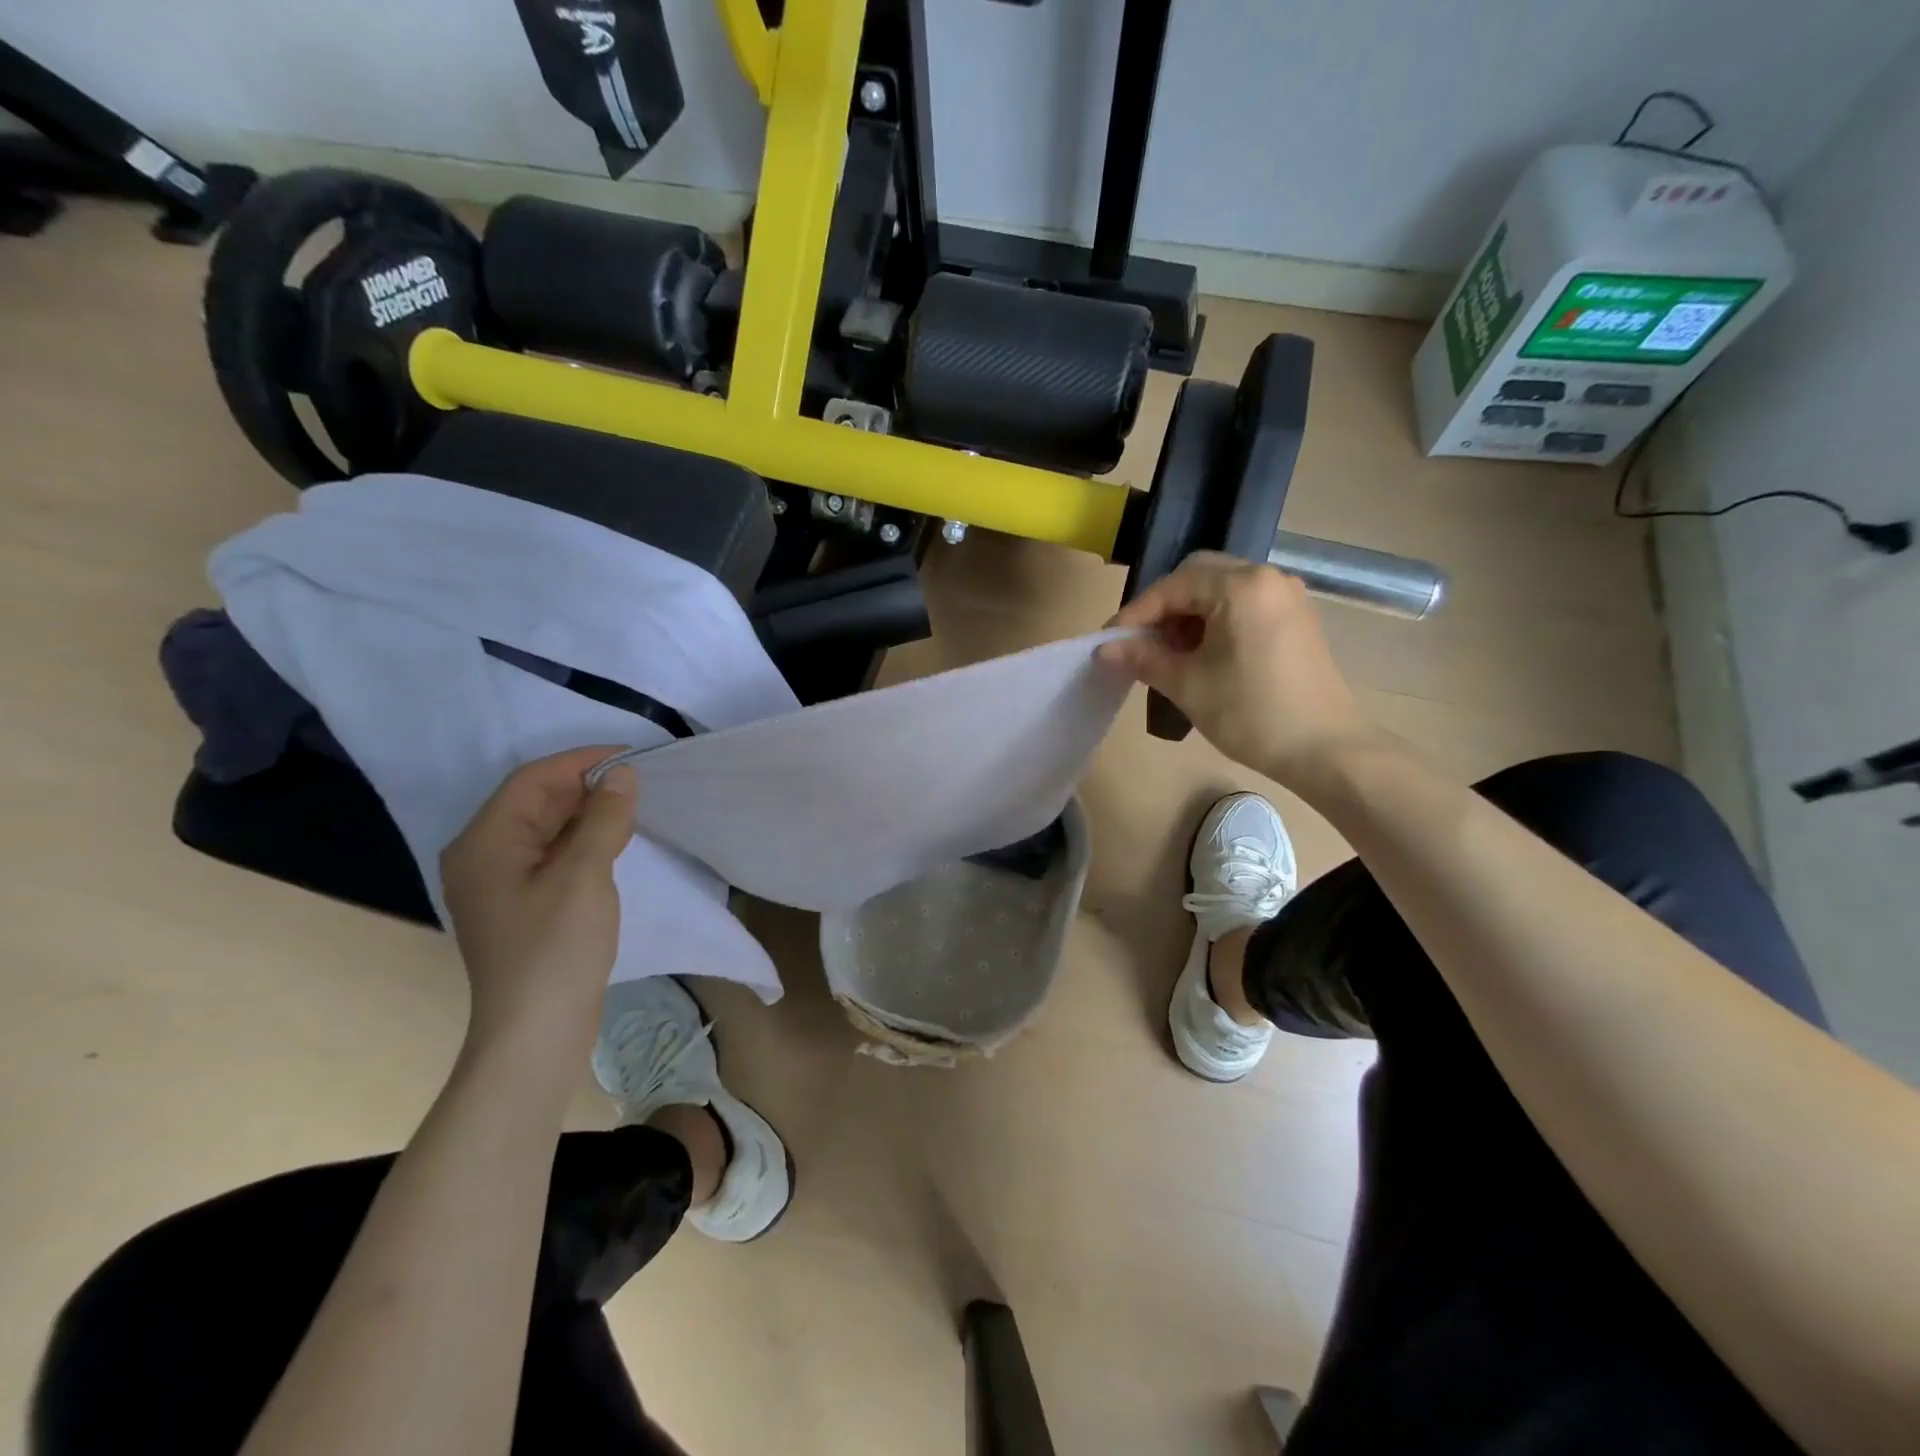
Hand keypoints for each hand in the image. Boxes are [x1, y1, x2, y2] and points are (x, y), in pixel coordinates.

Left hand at [440, 747, 637, 1061]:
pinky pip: (550, 854)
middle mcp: (482, 856)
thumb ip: (604, 819)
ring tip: (631, 806)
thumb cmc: (556, 948)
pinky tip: (613, 841)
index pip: (532, 781)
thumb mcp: (585, 875)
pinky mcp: (521, 904)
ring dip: (585, 813)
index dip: (580, 762)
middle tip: (637, 782)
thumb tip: (622, 775)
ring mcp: (499, 883)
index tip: (630, 757)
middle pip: (533, 802)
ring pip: (544, 828)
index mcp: (484, 843)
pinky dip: (581, 840)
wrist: (537, 1031)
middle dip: (584, 786)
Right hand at [1100, 552, 1383, 783]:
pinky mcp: (1296, 618)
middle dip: (1164, 607)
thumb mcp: (1188, 685)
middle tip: (1141, 642)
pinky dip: (1216, 620)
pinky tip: (1203, 655)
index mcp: (1240, 586)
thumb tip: (1104, 650)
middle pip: (1198, 575)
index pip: (1172, 586)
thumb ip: (1143, 659)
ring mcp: (1286, 596)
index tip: (1109, 642)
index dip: (1136, 614)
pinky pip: (1244, 604)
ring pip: (1221, 589)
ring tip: (1170, 653)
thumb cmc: (1252, 713)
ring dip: (1189, 614)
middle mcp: (1267, 578)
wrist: (1326, 749)